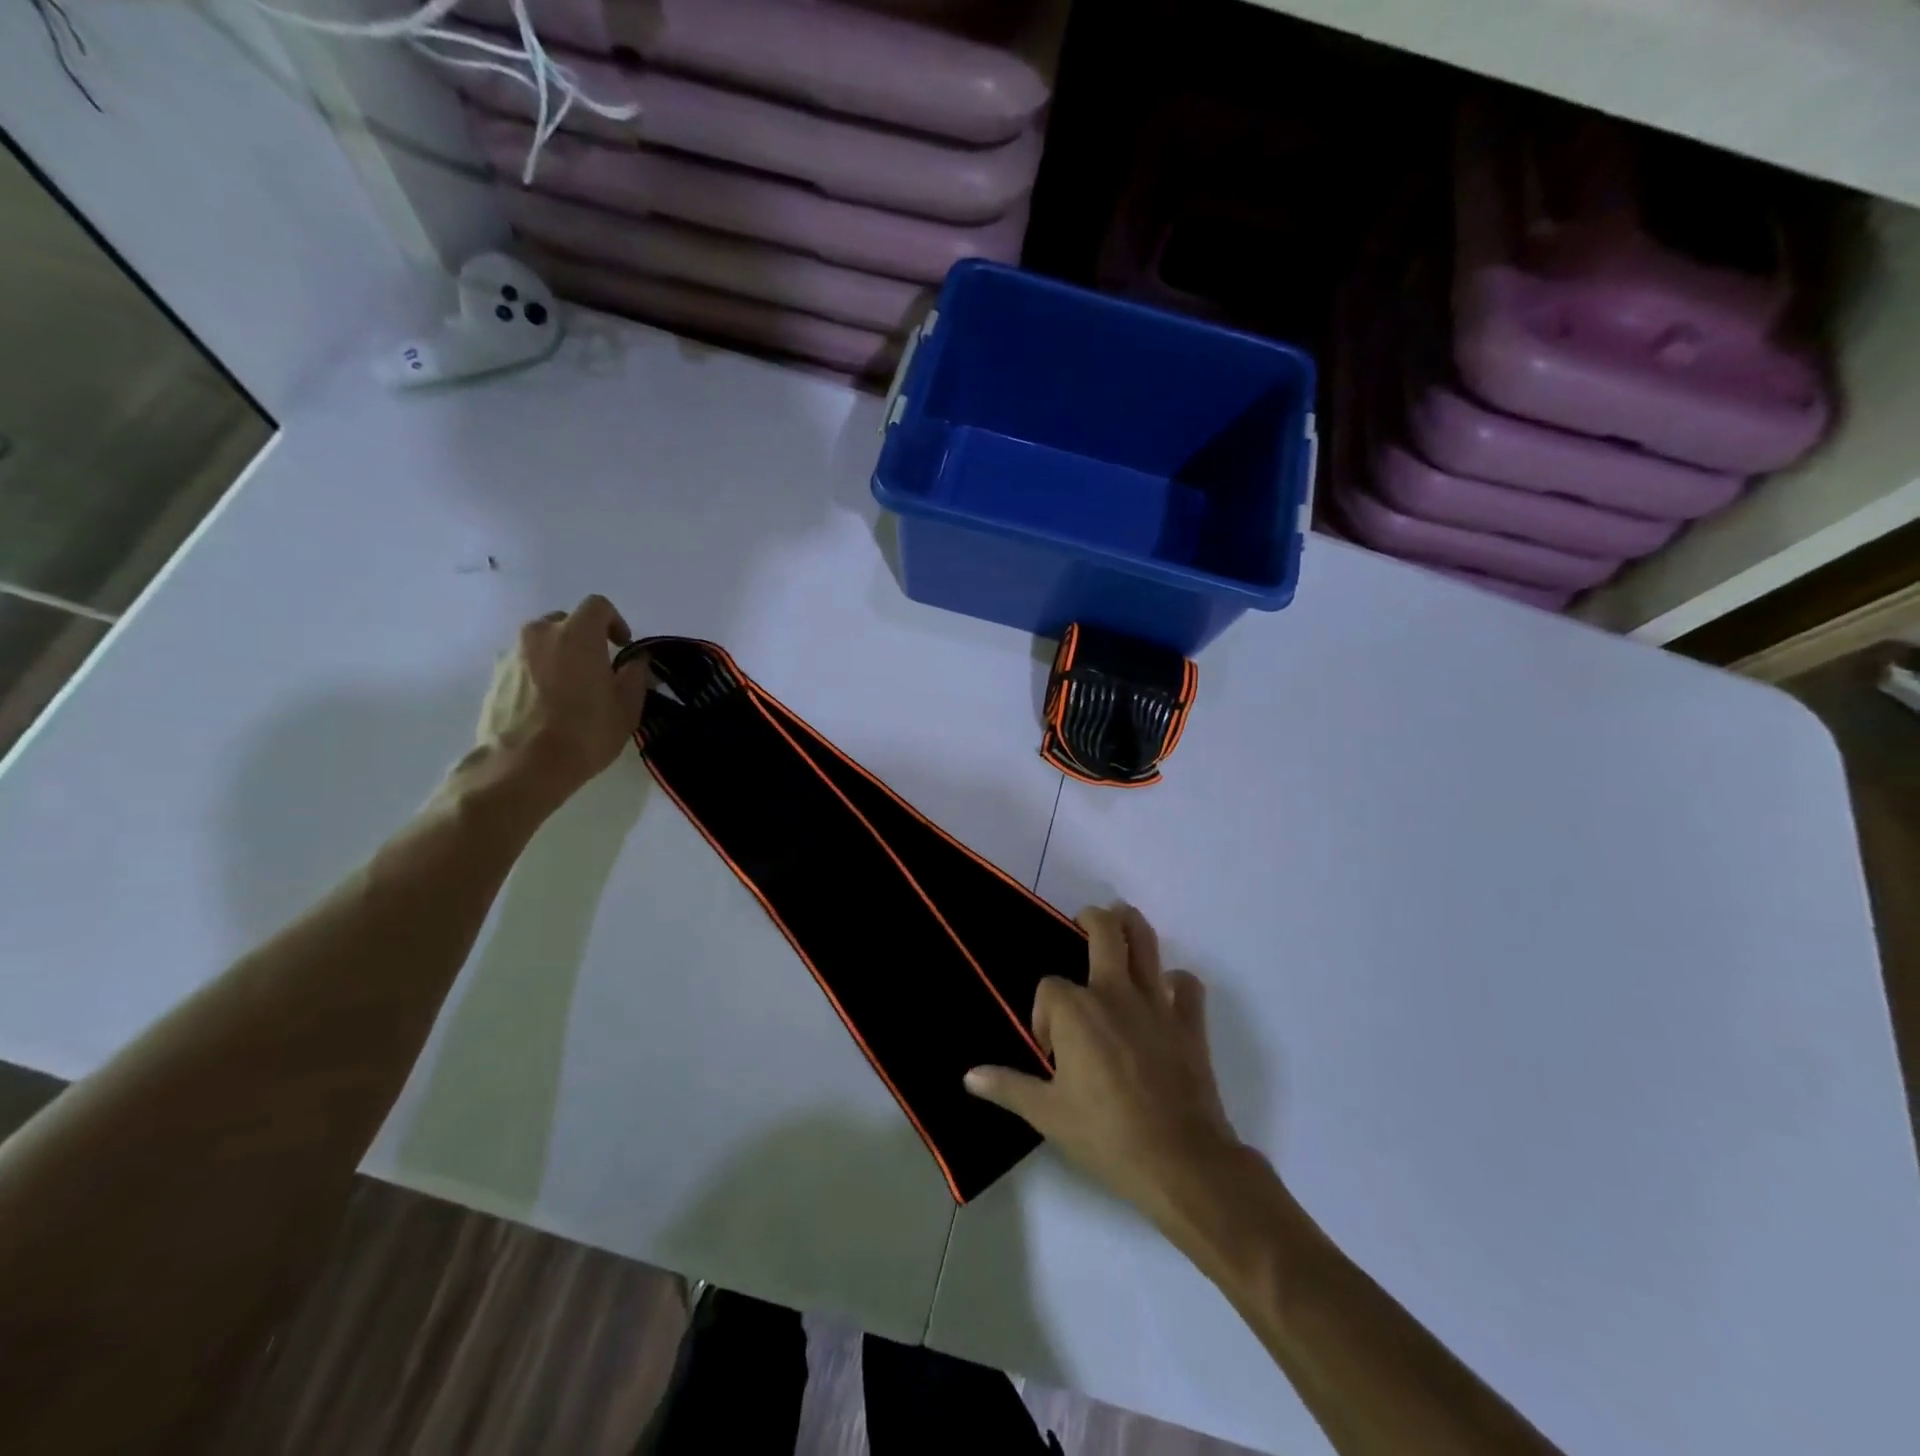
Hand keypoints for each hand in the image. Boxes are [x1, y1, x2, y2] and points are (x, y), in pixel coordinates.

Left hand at [472, 595, 651, 807]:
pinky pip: (522, 664)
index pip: (597, 606)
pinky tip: (546, 705)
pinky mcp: (494, 677)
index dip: (614, 622)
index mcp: (577, 634)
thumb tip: (637, 661)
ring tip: (570, 689)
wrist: (522, 766)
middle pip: (565, 621)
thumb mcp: (626, 708)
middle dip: (583, 638)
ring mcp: (511, 654)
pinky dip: (537, 673)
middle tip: (596, 668)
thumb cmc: (584, 733)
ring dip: (558, 656)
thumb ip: (634, 676)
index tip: (622, 647)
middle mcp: (540, 634)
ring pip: (541, 643)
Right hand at [965, 904, 1250, 1230]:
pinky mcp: (1189, 1023)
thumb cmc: (1105, 1134)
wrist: (1178, 1161)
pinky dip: (1177, 982)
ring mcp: (1157, 1004)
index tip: (1050, 1051)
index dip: (1043, 1014)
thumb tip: (969, 1076)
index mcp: (1077, 1010)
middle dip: (1091, 920)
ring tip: (1122, 918)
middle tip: (1083, 921)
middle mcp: (1115, 993)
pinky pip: (1187, 986)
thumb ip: (1008, 1086)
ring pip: (1147, 944)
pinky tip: (1167, 992)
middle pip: (1105, 932)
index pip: (1050, 988)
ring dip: (1133, 925)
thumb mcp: (1047, 1114)